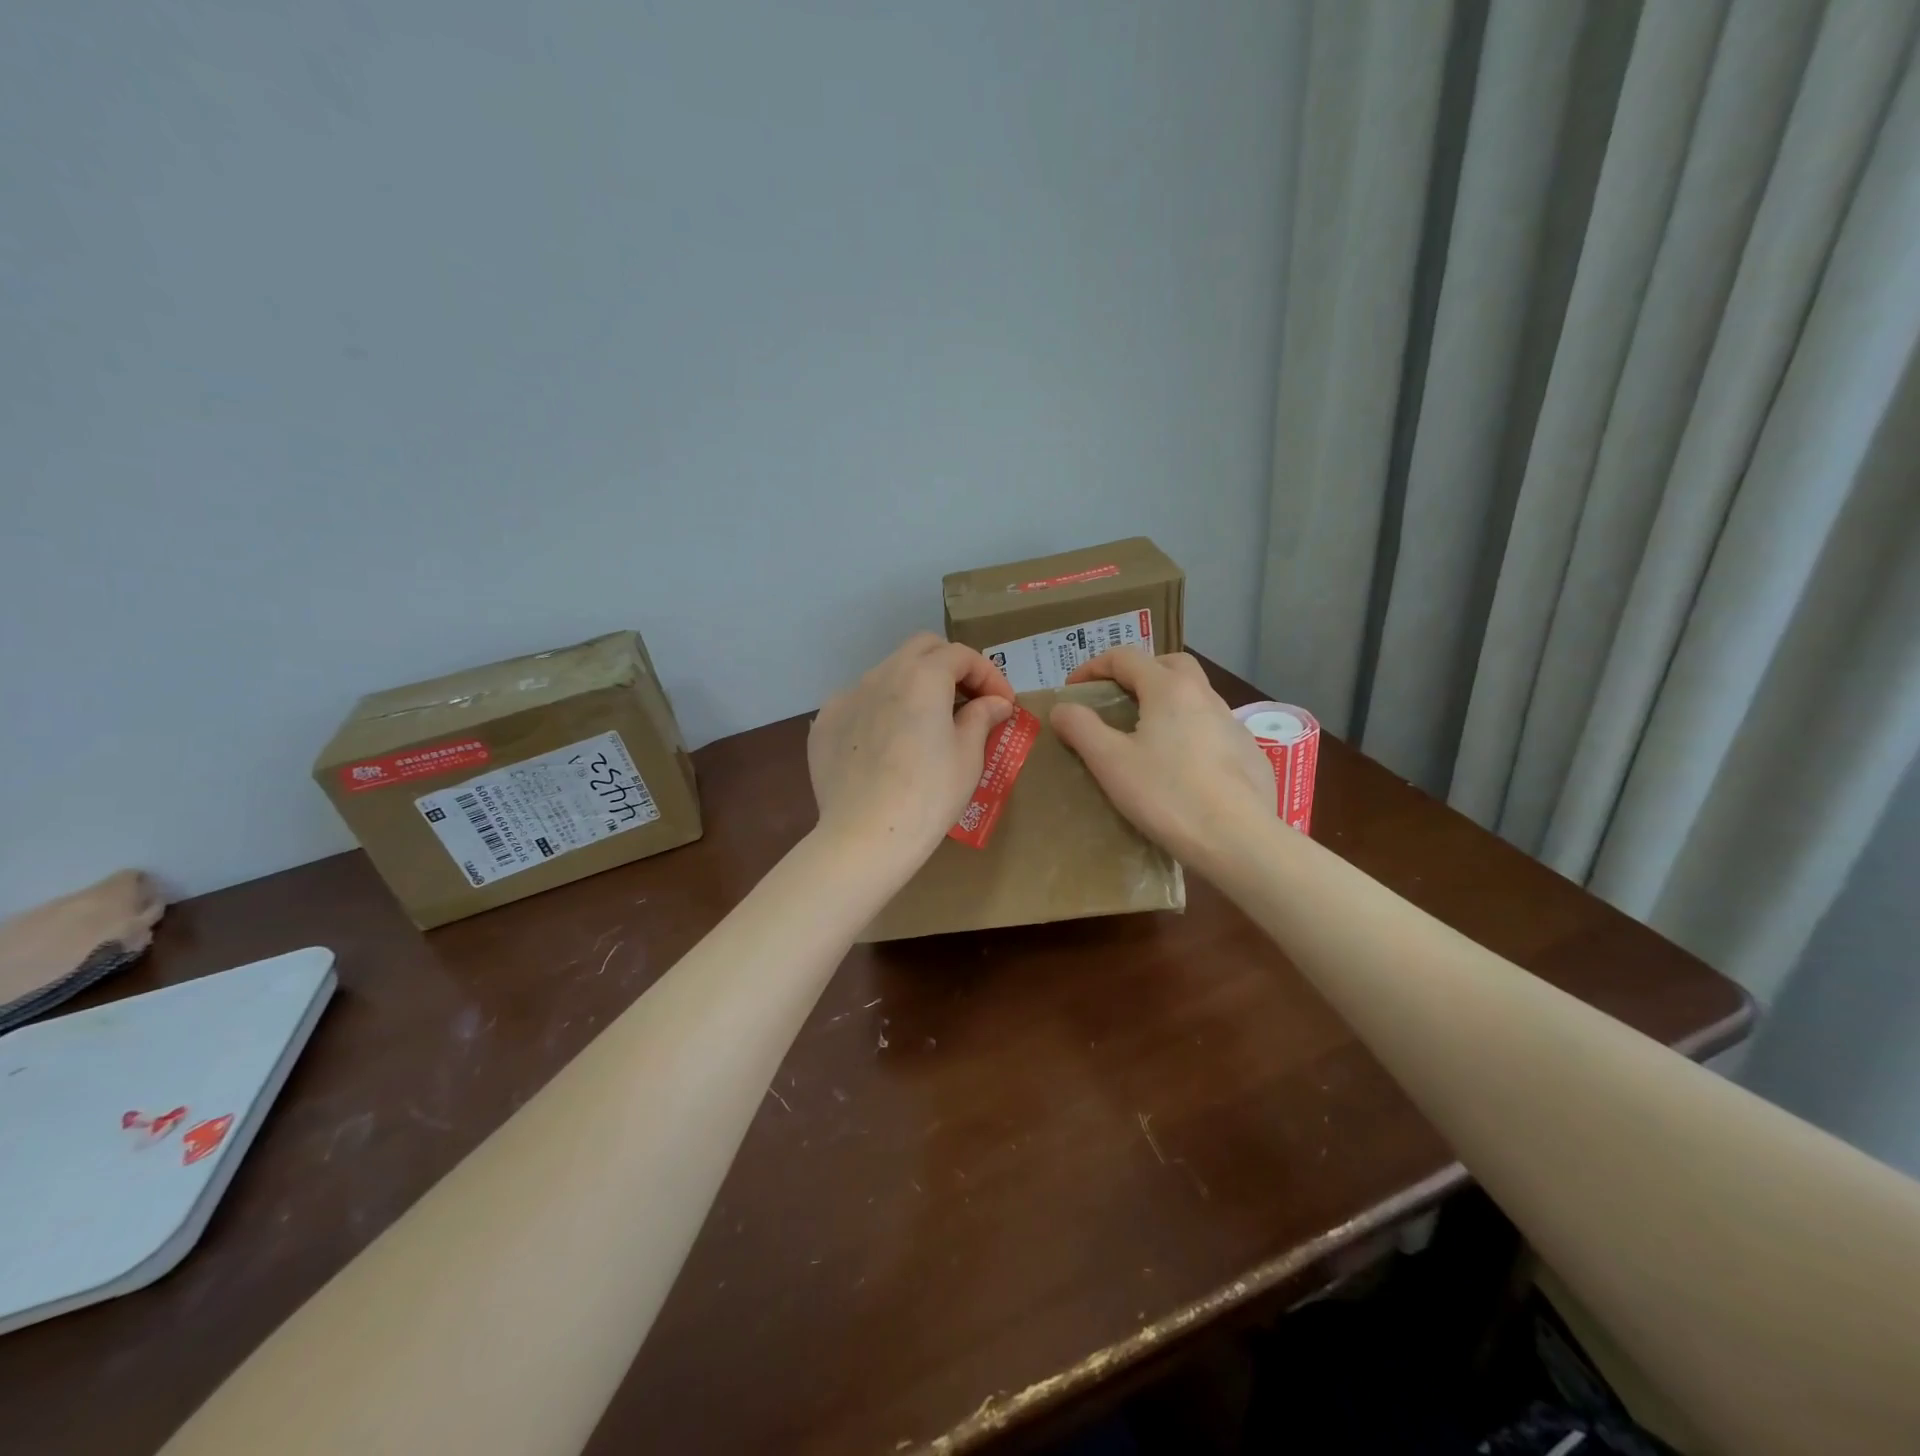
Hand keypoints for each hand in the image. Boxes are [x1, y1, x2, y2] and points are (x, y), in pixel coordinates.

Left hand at [808, 633, 1016, 861]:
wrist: (864, 837)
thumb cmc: (928, 796)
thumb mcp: (968, 757)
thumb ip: (981, 718)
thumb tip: (994, 703)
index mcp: (922, 677)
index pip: (961, 655)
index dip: (989, 675)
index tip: (1004, 705)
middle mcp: (881, 675)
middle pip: (921, 649)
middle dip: (950, 665)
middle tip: (969, 699)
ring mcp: (847, 697)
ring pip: (888, 674)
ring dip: (914, 687)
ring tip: (928, 723)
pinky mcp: (825, 723)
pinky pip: (861, 703)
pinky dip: (883, 710)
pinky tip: (889, 744)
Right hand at [1051, 649, 1273, 866]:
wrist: (1238, 839)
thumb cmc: (1167, 795)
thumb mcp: (1110, 762)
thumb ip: (1081, 728)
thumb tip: (1062, 707)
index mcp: (1169, 689)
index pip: (1126, 657)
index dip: (1093, 667)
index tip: (1073, 689)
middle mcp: (1205, 696)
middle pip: (1170, 664)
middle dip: (1139, 672)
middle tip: (1117, 700)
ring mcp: (1232, 724)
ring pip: (1196, 696)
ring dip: (1167, 702)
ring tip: (1147, 735)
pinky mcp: (1249, 753)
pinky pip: (1213, 728)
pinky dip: (1191, 732)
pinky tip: (1182, 766)